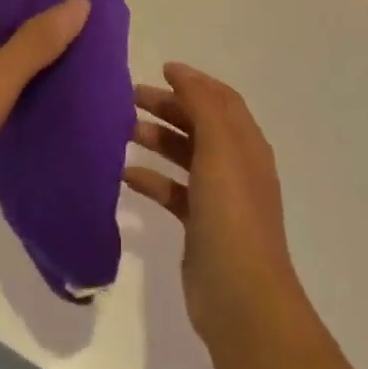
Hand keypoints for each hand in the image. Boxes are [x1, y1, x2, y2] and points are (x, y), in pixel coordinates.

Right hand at [126, 63, 301, 342]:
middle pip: (199, 124)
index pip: (220, 99)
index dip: (193, 81)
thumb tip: (179, 72)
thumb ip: (201, 104)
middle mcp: (235, 165)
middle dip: (167, 107)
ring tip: (122, 131)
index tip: (159, 70)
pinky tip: (125, 176)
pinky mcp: (200, 226)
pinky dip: (151, 179)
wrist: (241, 298)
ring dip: (156, 139)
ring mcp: (218, 198)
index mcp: (245, 144)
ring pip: (184, 156)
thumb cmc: (231, 214)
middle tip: (127, 99)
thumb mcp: (220, 148)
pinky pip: (172, 191)